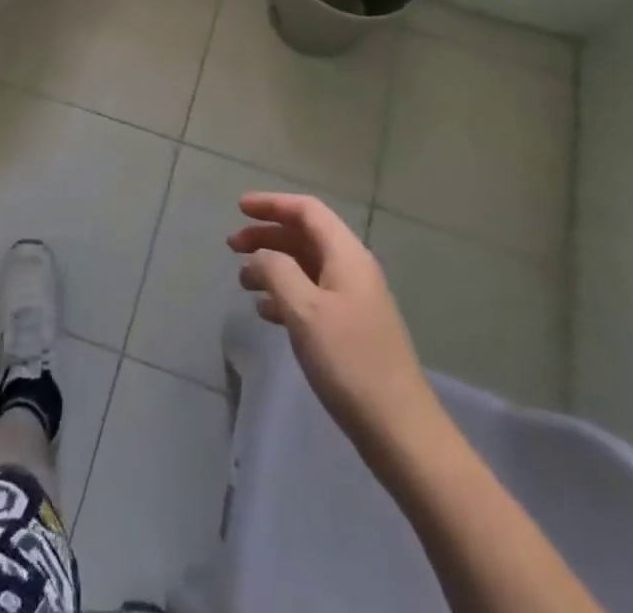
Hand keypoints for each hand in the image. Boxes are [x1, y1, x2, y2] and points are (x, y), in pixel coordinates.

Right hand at [230, 193, 439, 461]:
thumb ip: (276, 271)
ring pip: (306, 266)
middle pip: (305, 235)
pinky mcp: (352, 329)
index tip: (239, 208)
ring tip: (243, 281)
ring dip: (274, 265)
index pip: (306, 210)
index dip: (272, 204)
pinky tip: (266, 312)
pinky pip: (312, 294)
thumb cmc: (349, 361)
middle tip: (232, 246)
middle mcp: (352, 269)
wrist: (400, 430)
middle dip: (268, 235)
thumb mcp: (304, 310)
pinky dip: (286, 293)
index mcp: (346, 255)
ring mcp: (354, 300)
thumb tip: (261, 255)